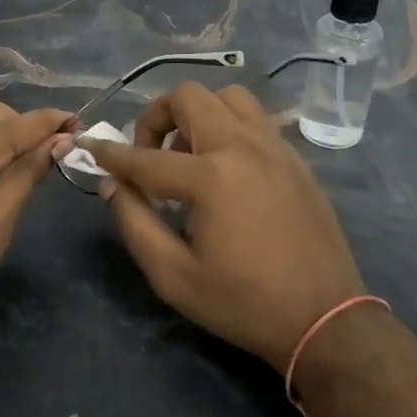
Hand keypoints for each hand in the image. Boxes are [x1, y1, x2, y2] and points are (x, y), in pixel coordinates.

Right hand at [84, 83, 364, 369]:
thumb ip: (135, 223)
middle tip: (150, 156)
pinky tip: (226, 170)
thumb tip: (113, 185)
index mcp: (211, 177)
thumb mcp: (174, 276)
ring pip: (228, 97)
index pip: (145, 157)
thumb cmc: (243, 303)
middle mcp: (243, 147)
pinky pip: (256, 120)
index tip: (90, 148)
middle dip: (157, 118)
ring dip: (199, 115)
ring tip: (190, 157)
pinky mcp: (296, 159)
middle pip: (189, 97)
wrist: (325, 319)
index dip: (111, 154)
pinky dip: (230, 128)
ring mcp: (275, 147)